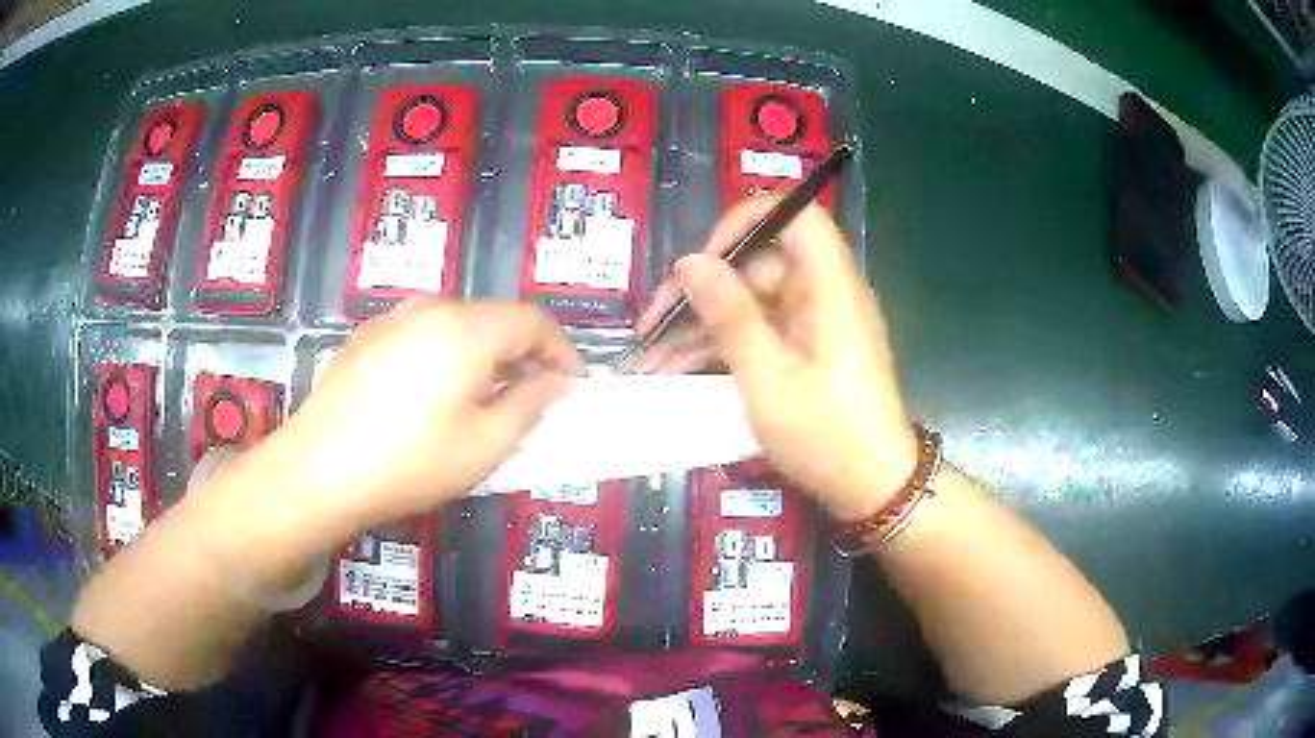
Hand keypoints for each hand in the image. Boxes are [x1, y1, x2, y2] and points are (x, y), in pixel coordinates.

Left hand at [269, 299, 583, 534]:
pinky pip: (422, 333)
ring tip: (483, 398)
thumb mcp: (485, 445)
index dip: (562, 351)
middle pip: (494, 317)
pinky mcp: (367, 336)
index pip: (533, 321)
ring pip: (457, 324)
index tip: (573, 386)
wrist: (318, 471)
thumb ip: (531, 405)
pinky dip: (446, 354)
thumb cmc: (410, 463)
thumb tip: (556, 382)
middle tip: (532, 398)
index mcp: (467, 329)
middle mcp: (430, 308)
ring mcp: (393, 318)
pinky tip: (432, 396)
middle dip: (523, 353)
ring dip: (484, 353)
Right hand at [633, 197, 916, 520]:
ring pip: (751, 299)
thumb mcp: (768, 379)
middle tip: (653, 324)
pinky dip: (723, 343)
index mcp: (829, 287)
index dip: (745, 222)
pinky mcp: (807, 347)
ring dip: (703, 323)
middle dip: (703, 287)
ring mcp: (815, 322)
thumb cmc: (827, 435)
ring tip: (652, 356)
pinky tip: (679, 367)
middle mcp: (824, 293)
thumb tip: (690, 261)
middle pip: (759, 262)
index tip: (703, 259)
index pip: (794, 215)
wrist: (873, 488)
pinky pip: (760, 328)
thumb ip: (730, 316)